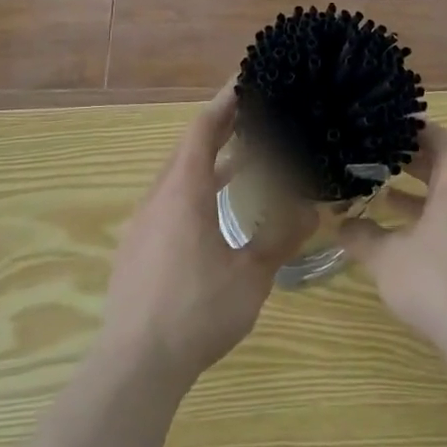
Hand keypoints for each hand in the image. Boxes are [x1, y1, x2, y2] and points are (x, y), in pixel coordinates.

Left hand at [97, 82, 314, 390]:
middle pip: (189, 148)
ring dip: (209, 163)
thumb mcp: (250, 275)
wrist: (134, 367)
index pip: (204, 129)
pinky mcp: (136, 248)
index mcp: (184, 191)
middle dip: (221, 129)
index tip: (246, 80)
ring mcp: (143, 223)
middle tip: (254, 116)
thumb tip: (312, 207)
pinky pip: (168, 201)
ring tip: (243, 162)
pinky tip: (213, 213)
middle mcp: (159, 196)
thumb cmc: (196, 312)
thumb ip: (281, 237)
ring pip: (178, 176)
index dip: (225, 102)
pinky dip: (194, 190)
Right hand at [339, 122, 446, 355]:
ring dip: (419, 191)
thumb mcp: (387, 256)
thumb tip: (340, 224)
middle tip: (371, 158)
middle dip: (407, 161)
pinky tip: (405, 232)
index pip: (433, 135)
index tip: (379, 127)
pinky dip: (433, 214)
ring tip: (381, 193)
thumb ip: (362, 235)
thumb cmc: (436, 280)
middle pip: (442, 162)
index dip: (406, 130)